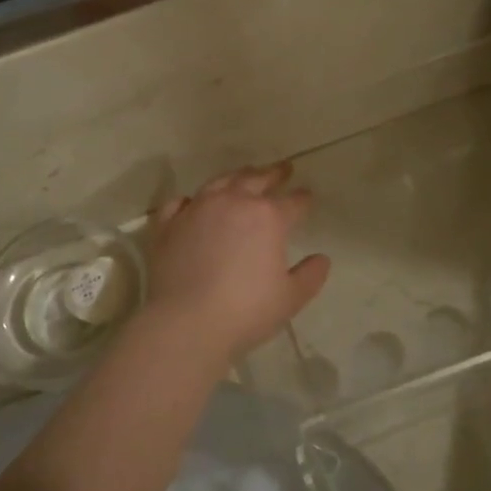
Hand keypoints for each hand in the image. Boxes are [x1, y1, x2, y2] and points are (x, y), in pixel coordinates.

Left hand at [143, 163, 330, 364]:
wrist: (185, 322)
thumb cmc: (245, 311)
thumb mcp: (290, 298)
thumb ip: (310, 276)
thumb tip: (322, 259)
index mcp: (267, 217)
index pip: (293, 201)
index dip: (303, 198)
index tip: (308, 196)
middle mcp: (233, 202)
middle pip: (256, 179)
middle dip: (273, 173)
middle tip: (283, 169)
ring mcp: (197, 209)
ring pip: (220, 182)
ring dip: (236, 177)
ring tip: (244, 175)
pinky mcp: (168, 225)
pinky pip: (179, 203)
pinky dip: (190, 200)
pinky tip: (193, 203)